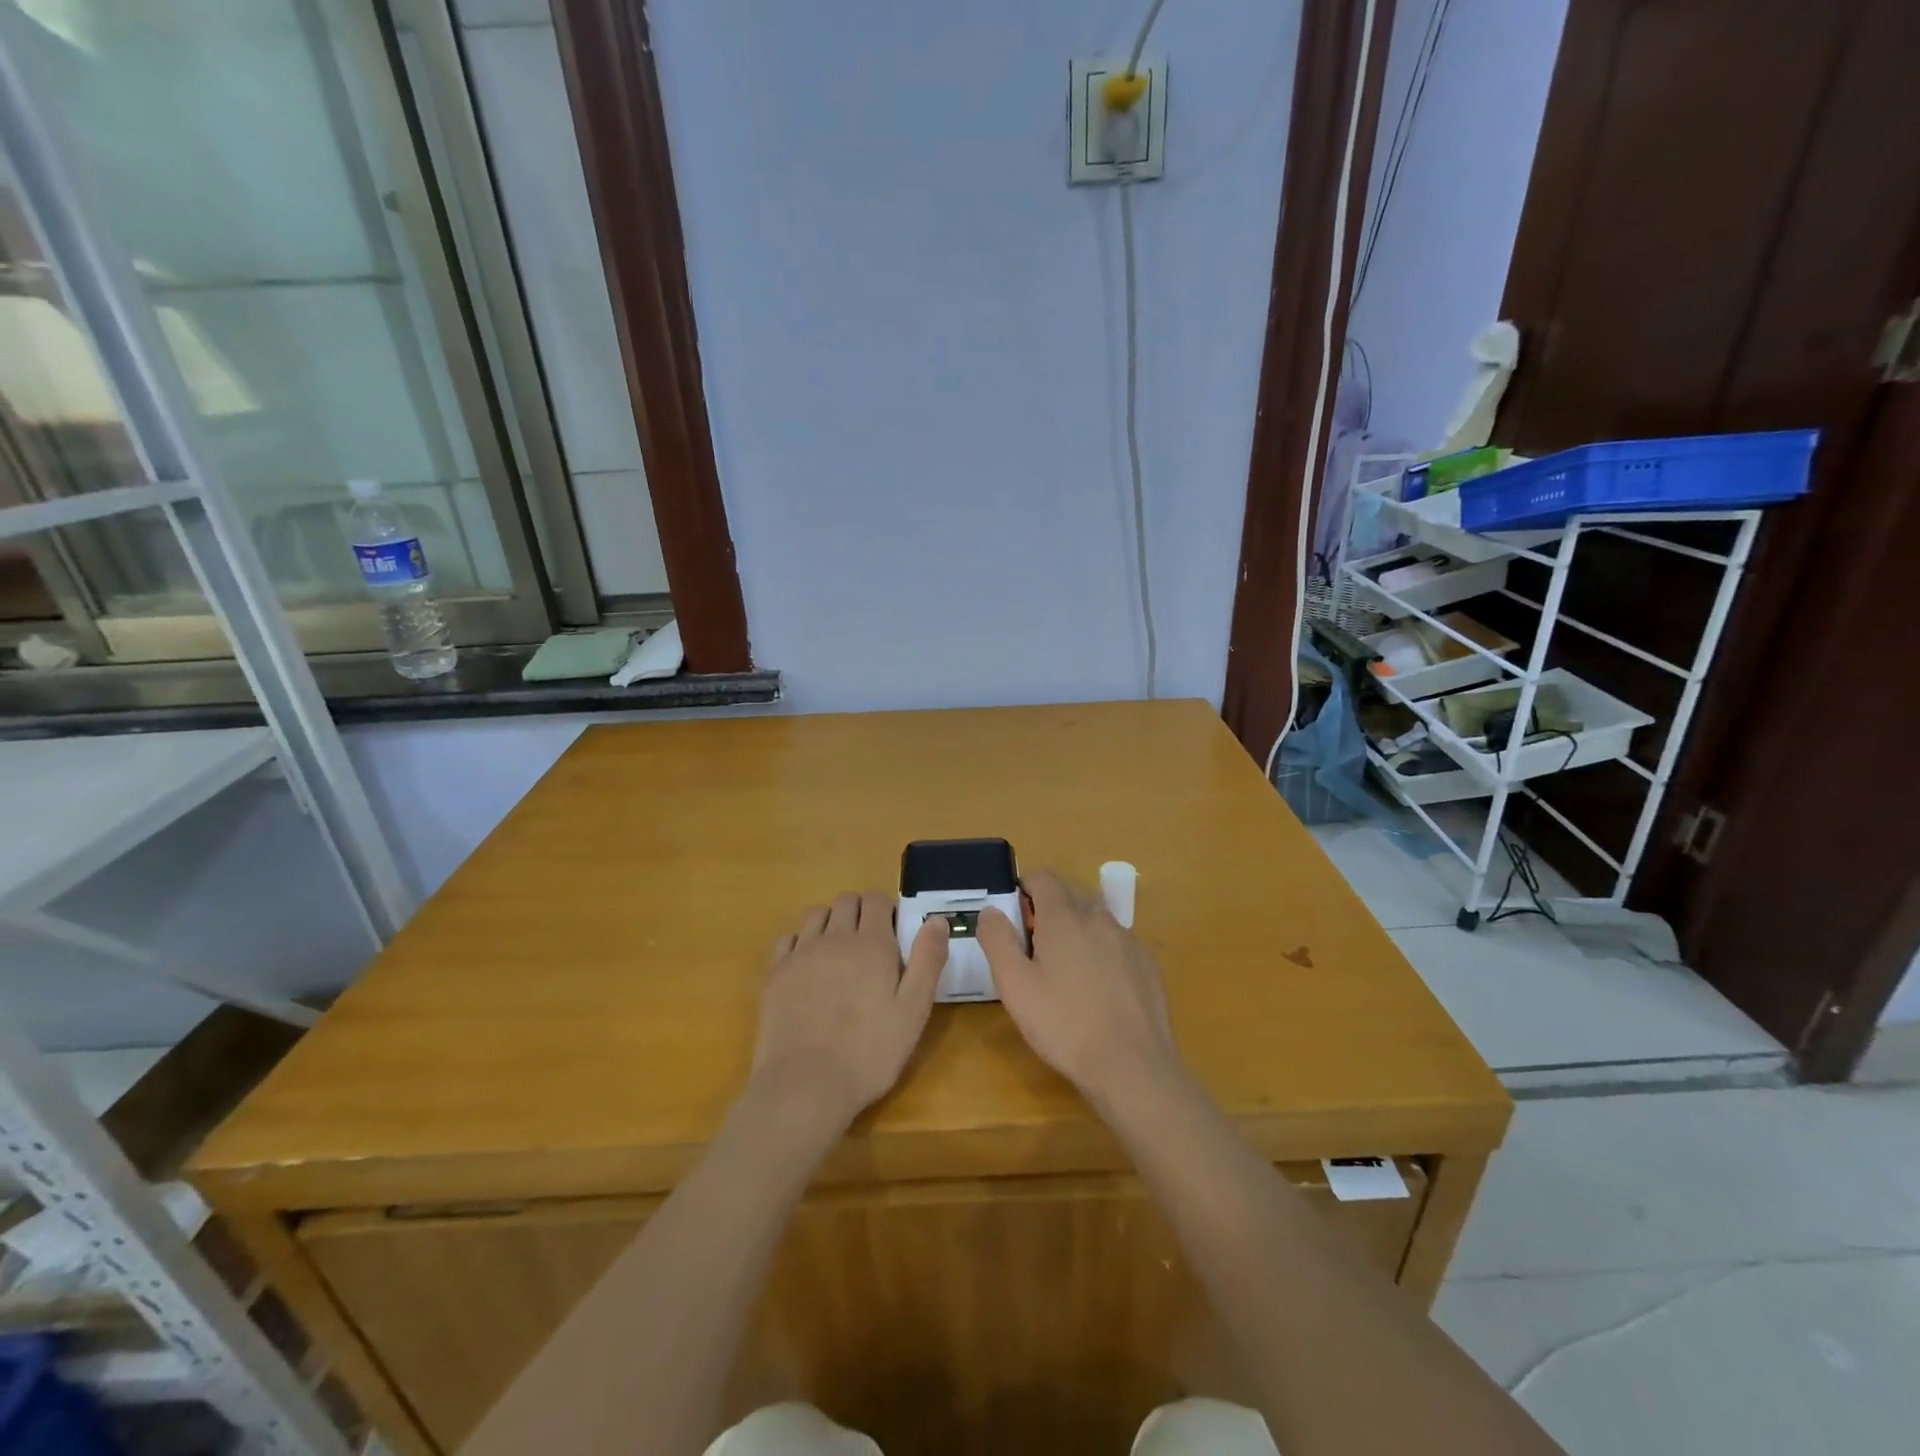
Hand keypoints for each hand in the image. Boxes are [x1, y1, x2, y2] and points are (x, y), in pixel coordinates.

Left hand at [749, 891, 948, 1135]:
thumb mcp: (914, 1011)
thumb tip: (937, 919)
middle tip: (870, 944)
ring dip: (830, 922)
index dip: (887, 910)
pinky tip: (807, 967)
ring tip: (838, 952)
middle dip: (860, 911)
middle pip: (846, 900)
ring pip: (815, 914)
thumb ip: (928, 960)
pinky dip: (800, 942)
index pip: (876, 899)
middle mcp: (834, 938)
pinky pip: (787, 939)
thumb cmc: (869, 1052)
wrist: (805, 1085)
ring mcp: (800, 954)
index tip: (893, 934)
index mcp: (872, 943)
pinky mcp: (775, 974)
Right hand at [977, 870, 1182, 1107]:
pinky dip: (1101, 952)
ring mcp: (1128, 940)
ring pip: (1095, 919)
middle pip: (1069, 896)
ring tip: (1065, 972)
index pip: (1043, 877)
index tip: (1014, 916)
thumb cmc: (1064, 1024)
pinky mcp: (1147, 963)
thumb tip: (991, 910)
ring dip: (1076, 931)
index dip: (1024, 887)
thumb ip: (998, 940)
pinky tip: (1097, 990)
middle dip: (1048, 911)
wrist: (1132, 1066)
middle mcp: (1099, 917)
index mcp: (1064, 917)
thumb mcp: (1015, 986)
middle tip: (1033, 950)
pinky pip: (1116, 943)